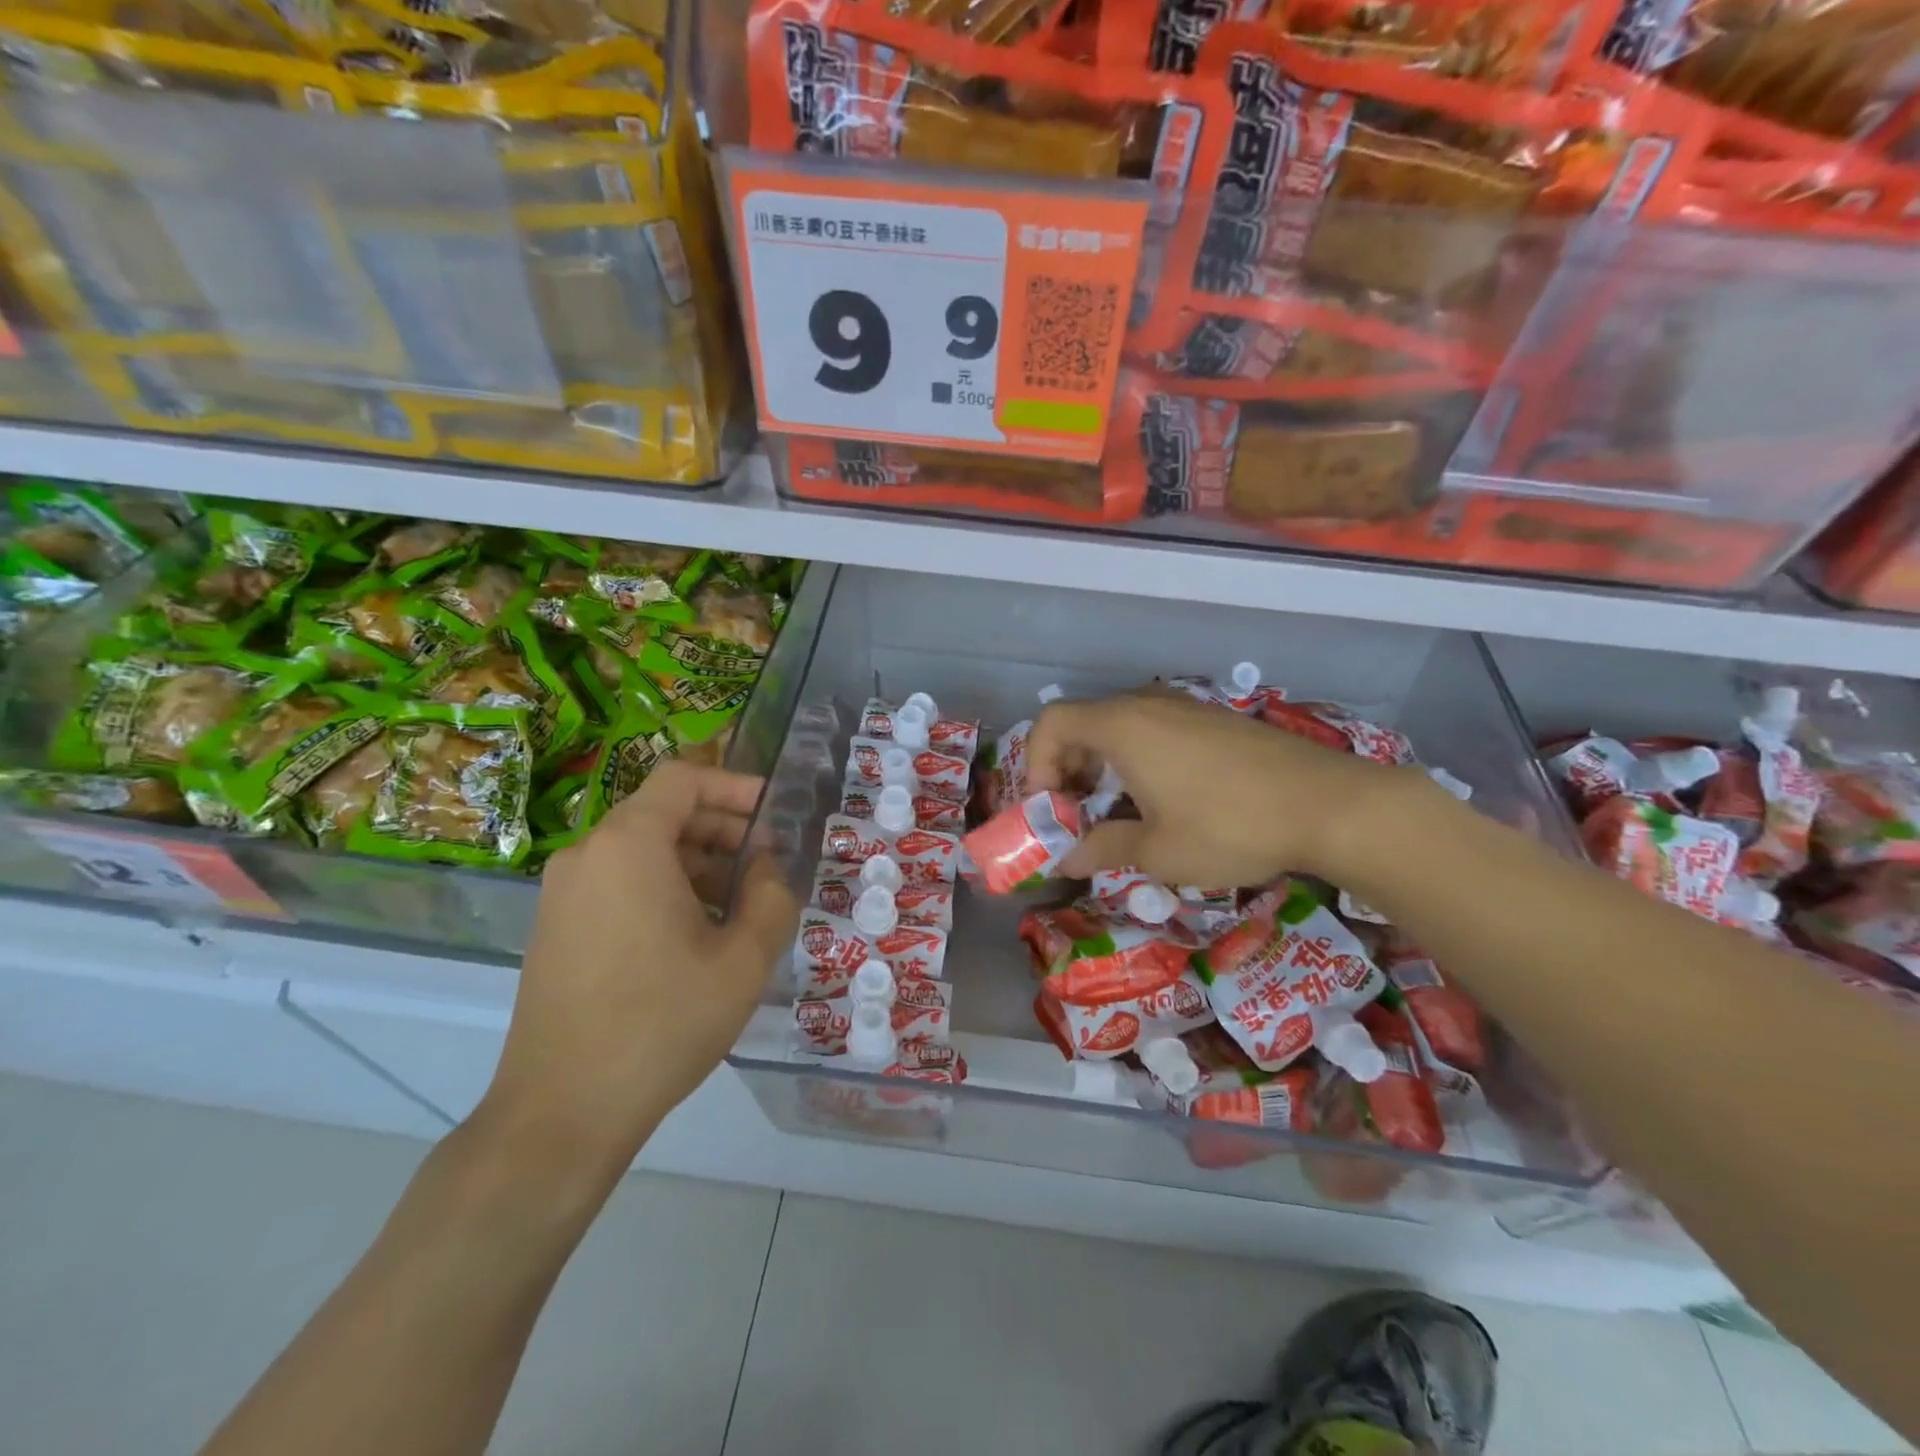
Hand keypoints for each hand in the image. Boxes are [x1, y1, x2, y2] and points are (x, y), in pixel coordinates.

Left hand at [476, 762, 798, 1180]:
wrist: (562, 1112)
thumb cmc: (662, 1023)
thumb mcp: (744, 959)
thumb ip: (772, 896)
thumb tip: (768, 867)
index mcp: (629, 845)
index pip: (683, 778)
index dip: (735, 785)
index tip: (775, 812)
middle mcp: (588, 854)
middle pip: (663, 811)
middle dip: (723, 827)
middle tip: (769, 862)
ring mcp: (564, 892)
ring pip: (642, 849)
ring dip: (698, 860)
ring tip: (742, 902)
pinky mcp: (556, 926)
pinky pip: (619, 881)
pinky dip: (664, 885)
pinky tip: (698, 931)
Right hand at [1025, 691, 1417, 887]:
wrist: (1330, 806)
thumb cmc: (1229, 827)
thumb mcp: (1158, 851)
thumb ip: (1103, 849)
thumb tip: (1068, 860)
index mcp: (1122, 727)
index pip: (1051, 723)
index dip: (1035, 763)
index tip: (1050, 808)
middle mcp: (1147, 705)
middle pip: (1083, 723)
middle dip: (1067, 769)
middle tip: (1076, 814)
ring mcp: (1186, 708)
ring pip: (1120, 726)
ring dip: (1103, 765)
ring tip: (1118, 811)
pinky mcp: (1215, 720)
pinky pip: (1156, 729)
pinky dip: (1138, 758)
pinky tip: (1165, 799)